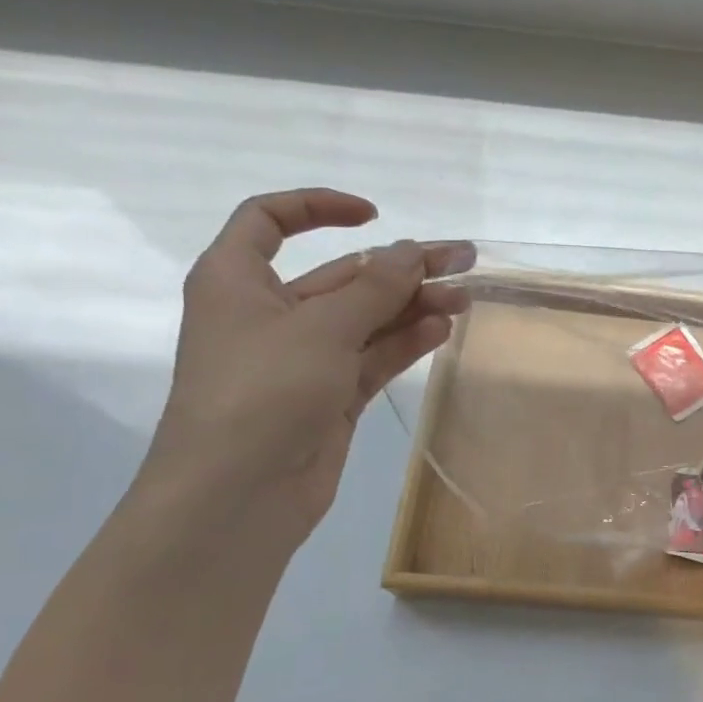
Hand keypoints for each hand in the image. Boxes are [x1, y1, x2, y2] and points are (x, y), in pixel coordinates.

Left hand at [142, 188, 474, 537]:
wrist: (238, 494)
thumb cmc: (262, 391)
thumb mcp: (321, 327)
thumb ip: (375, 287)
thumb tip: (412, 251)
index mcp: (237, 279)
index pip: (270, 221)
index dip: (319, 207)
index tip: (374, 216)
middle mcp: (270, 313)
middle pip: (342, 275)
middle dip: (401, 267)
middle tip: (463, 259)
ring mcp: (303, 358)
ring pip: (366, 319)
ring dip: (413, 306)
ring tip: (465, 298)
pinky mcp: (330, 395)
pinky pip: (372, 356)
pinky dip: (404, 342)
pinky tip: (442, 330)